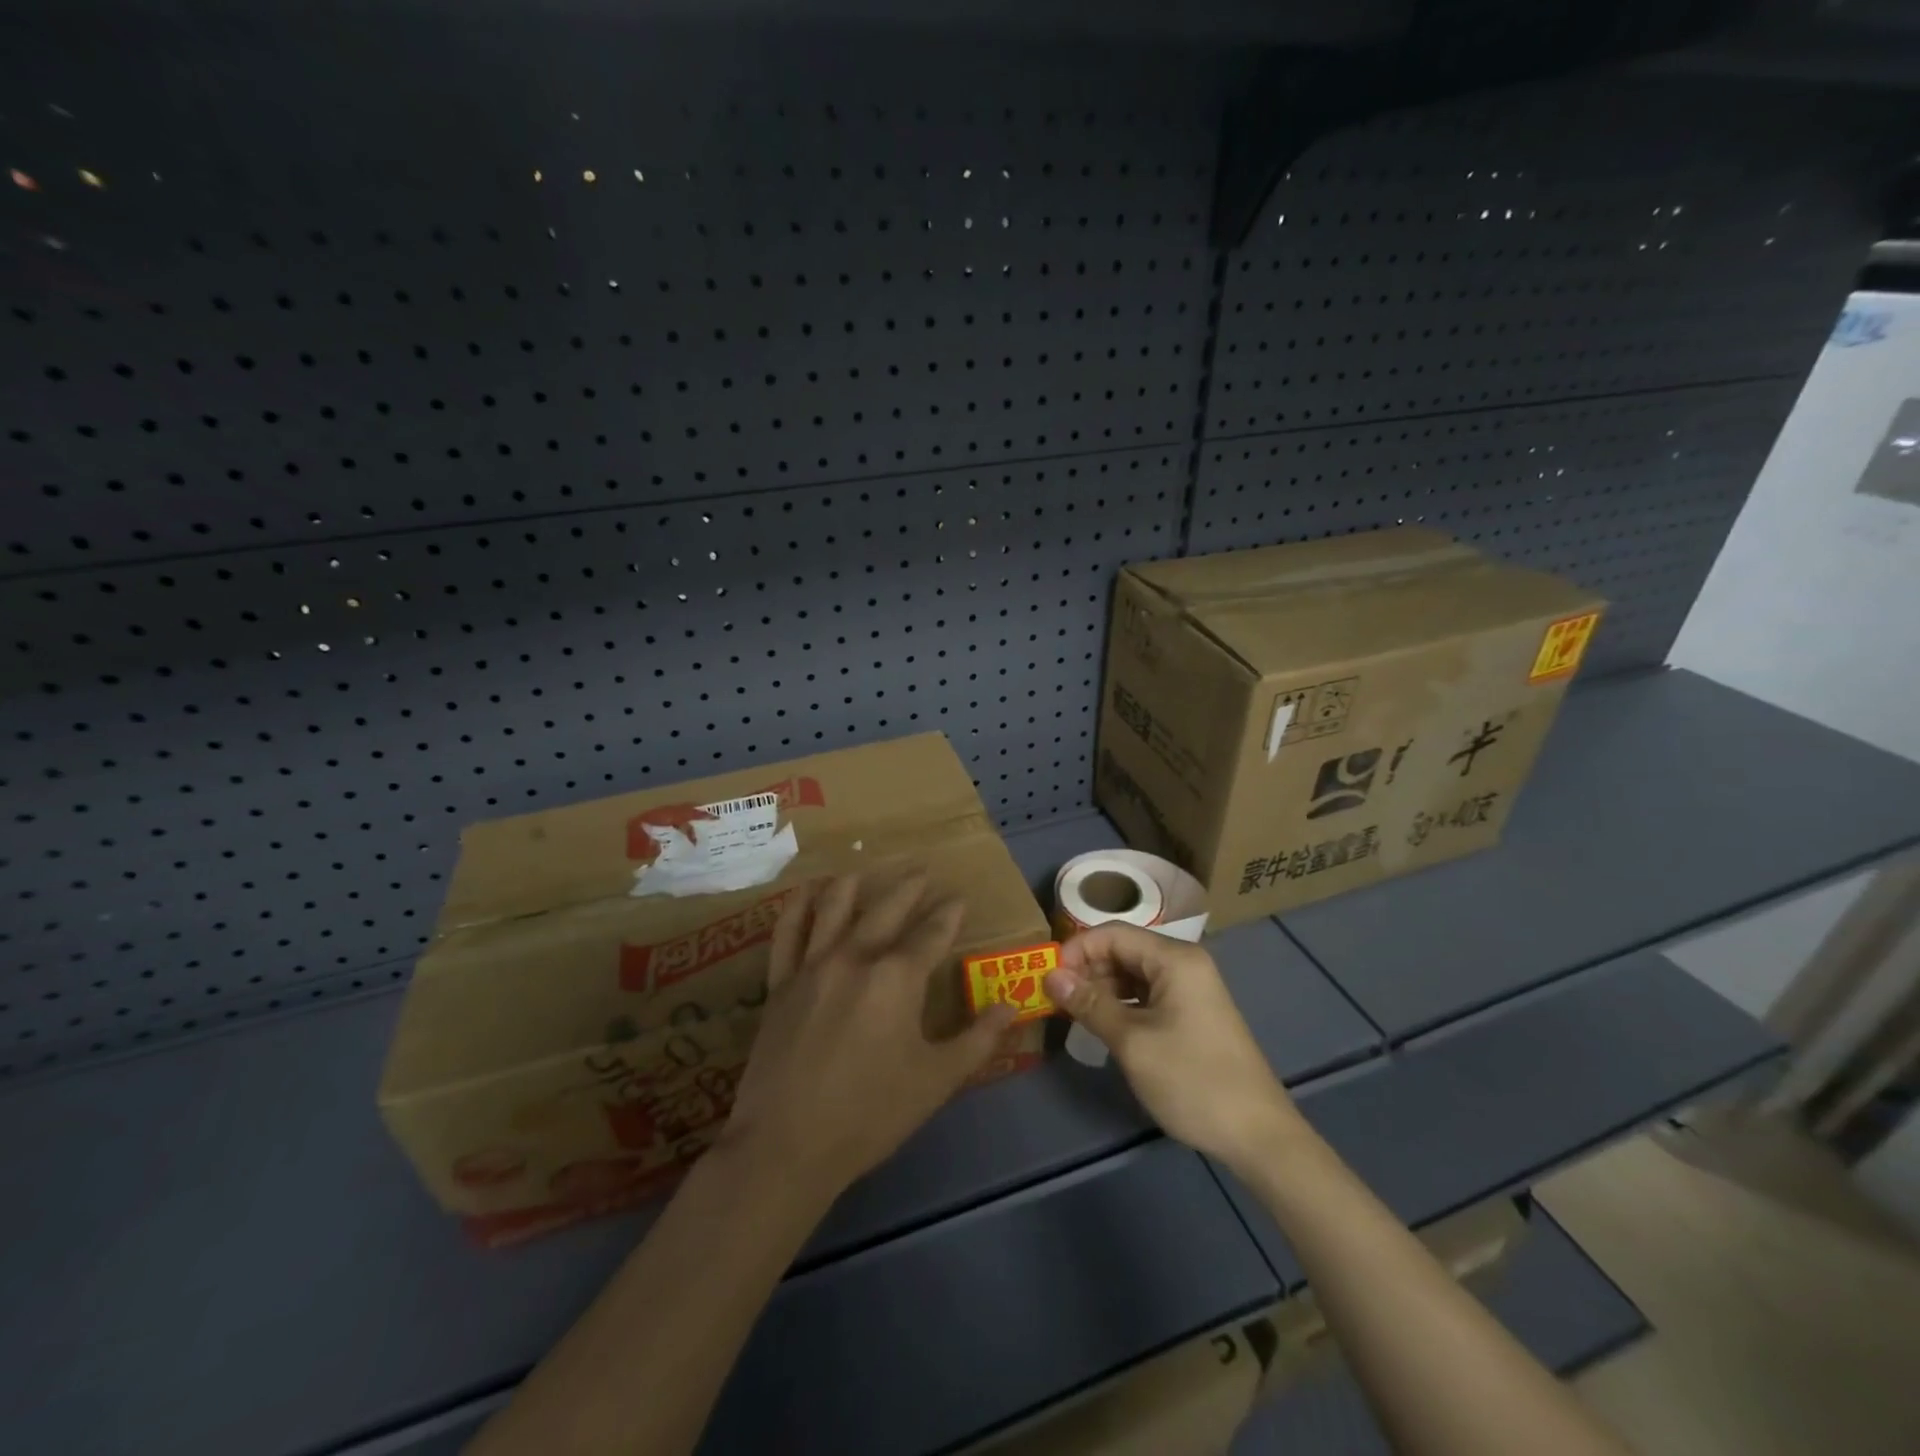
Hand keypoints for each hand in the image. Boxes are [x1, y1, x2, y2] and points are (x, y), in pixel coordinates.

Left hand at [723, 866, 1016, 1197]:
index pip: (932, 933)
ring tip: (864, 869)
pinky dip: (797, 906)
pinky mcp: (780, 983)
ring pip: (834, 908)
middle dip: (909, 887)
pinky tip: (805, 890)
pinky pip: (787, 932)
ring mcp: (812, 966)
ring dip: (853, 884)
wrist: (788, 1145)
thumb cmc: (871, 1114)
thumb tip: (1011, 1007)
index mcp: (897, 977)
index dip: (949, 914)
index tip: (959, 898)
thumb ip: (977, 1040)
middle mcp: (856, 957)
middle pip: (886, 909)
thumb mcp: (937, 1080)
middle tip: (922, 870)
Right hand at [1044, 924, 1302, 1174]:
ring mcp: (1191, 987)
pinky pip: (1147, 993)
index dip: (1076, 950)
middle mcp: (1184, 963)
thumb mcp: (1133, 1042)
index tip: (1048, 978)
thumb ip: (1090, 1004)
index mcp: (1175, 958)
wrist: (1258, 1135)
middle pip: (1123, 949)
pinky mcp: (1192, 1011)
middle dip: (1087, 969)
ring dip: (1102, 987)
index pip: (1113, 934)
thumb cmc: (1192, 1080)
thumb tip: (1051, 976)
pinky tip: (1104, 1024)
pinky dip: (1122, 1003)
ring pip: (1133, 972)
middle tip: (1056, 999)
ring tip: (1075, 1014)